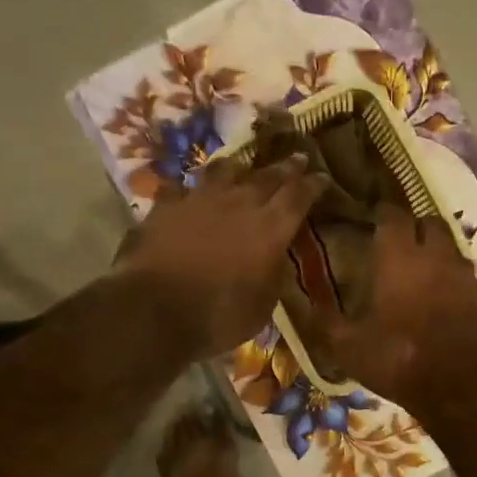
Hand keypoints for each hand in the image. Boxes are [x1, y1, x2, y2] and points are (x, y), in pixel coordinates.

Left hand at [114, 155, 328, 359]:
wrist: (154, 311)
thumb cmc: (218, 317)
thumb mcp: (262, 307)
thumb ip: (272, 276)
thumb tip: (274, 260)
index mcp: (271, 228)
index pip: (299, 196)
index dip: (313, 185)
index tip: (322, 177)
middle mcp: (239, 203)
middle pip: (267, 176)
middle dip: (285, 168)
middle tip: (297, 158)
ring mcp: (200, 200)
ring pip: (225, 172)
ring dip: (239, 169)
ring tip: (244, 168)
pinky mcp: (166, 206)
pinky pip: (183, 189)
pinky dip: (191, 191)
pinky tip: (189, 194)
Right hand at [302, 207, 476, 409]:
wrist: (463, 386)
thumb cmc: (399, 358)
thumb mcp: (349, 347)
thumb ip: (327, 321)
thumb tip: (308, 303)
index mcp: (399, 257)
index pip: (392, 214)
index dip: (381, 212)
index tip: (371, 217)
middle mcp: (434, 255)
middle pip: (428, 221)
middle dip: (412, 226)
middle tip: (396, 241)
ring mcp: (463, 274)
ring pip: (449, 246)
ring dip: (434, 250)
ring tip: (417, 269)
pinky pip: (463, 273)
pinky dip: (449, 276)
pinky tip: (439, 296)